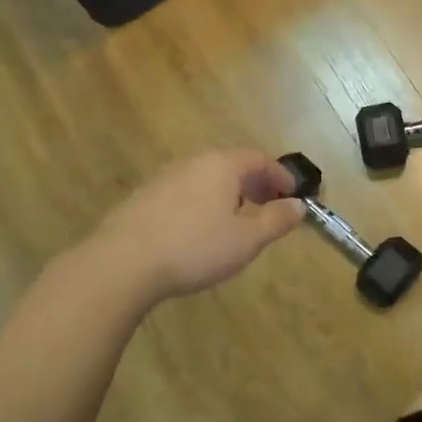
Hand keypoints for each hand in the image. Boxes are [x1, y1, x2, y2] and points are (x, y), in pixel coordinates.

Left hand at [90, 149, 305, 304]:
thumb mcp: (246, 240)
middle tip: (269, 206)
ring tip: (237, 220)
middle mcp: (192, 162)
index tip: (292, 195)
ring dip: (228, 193)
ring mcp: (164, 178)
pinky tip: (200, 231)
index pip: (259, 158)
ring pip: (206, 178)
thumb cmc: (194, 248)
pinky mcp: (143, 198)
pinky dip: (203, 203)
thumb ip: (276, 220)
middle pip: (231, 164)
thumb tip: (299, 206)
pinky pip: (185, 192)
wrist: (122, 263)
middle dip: (255, 183)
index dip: (280, 175)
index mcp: (221, 165)